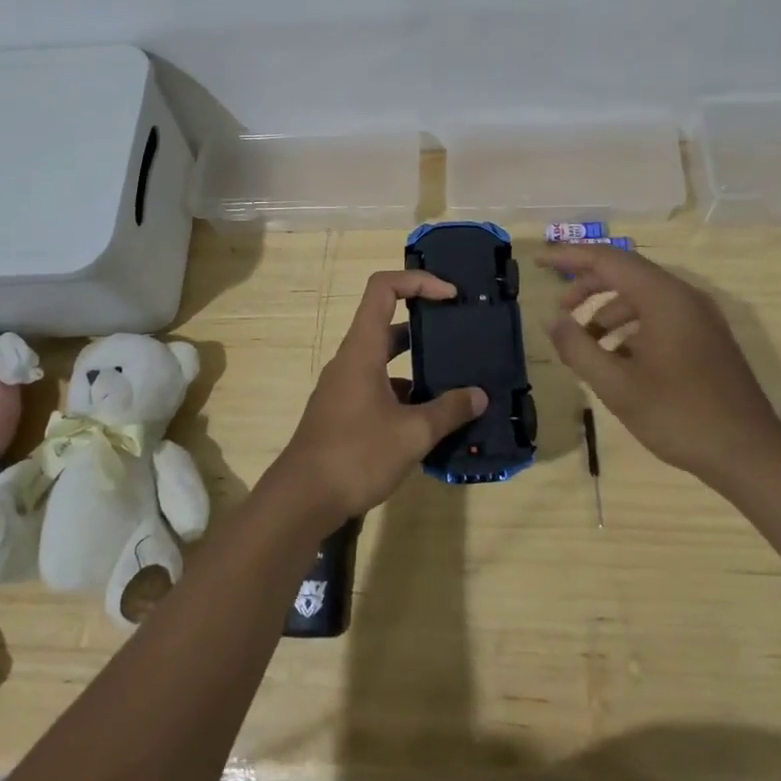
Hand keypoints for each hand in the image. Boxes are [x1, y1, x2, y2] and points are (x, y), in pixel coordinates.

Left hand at [271, 270, 487, 530]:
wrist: (302, 499)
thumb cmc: (356, 455)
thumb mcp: (412, 434)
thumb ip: (448, 411)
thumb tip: (479, 396)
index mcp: (362, 349)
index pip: (384, 288)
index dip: (418, 280)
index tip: (451, 296)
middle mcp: (351, 359)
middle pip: (387, 320)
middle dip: (424, 321)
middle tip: (459, 331)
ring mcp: (344, 386)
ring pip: (384, 357)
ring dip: (416, 361)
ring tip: (454, 375)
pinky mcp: (344, 411)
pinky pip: (378, 385)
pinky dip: (405, 391)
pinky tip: (430, 417)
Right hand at [540, 243, 780, 480]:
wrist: (750, 454)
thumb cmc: (679, 415)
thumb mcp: (617, 385)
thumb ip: (578, 348)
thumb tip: (552, 320)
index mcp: (663, 297)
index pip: (607, 259)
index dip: (569, 257)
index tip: (539, 260)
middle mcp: (684, 296)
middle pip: (626, 273)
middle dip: (587, 286)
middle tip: (559, 310)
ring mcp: (700, 317)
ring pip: (643, 296)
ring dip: (608, 311)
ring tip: (585, 343)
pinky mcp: (708, 338)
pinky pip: (661, 315)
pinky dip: (631, 326)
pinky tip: (617, 358)